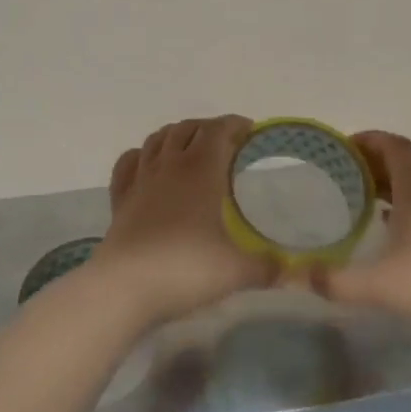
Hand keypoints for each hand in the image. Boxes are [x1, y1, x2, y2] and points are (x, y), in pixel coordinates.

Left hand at [89, 116, 276, 328]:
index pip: (219, 130)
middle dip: (209, 128)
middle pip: (188, 128)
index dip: (235, 125)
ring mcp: (141, 178)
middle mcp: (170, 164)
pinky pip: (129, 162)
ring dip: (176, 135)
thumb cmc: (186, 268)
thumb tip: (290, 271)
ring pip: (157, 138)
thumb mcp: (237, 271)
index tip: (251, 131)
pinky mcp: (120, 197)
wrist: (126, 286)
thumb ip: (267, 267)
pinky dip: (142, 155)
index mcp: (201, 169)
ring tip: (190, 147)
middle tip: (226, 143)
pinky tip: (148, 164)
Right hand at [315, 131, 410, 345]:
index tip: (342, 146)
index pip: (393, 146)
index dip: (368, 139)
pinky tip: (384, 228)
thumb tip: (300, 275)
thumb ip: (337, 281)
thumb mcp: (380, 285)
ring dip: (385, 184)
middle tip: (339, 172)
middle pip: (401, 163)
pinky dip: (399, 206)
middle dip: (370, 161)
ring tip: (355, 196)